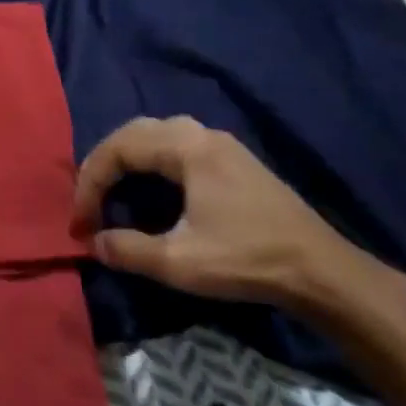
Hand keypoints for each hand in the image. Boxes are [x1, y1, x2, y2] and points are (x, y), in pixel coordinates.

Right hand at [74, 116, 382, 311]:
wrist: (324, 273)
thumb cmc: (248, 260)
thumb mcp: (180, 262)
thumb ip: (128, 249)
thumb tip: (94, 242)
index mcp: (187, 148)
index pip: (118, 148)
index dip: (90, 182)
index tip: (80, 222)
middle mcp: (201, 134)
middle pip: (134, 132)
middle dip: (103, 164)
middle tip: (88, 200)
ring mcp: (221, 145)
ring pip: (156, 135)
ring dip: (126, 159)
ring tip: (110, 190)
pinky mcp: (234, 161)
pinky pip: (175, 145)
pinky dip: (149, 161)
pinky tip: (149, 187)